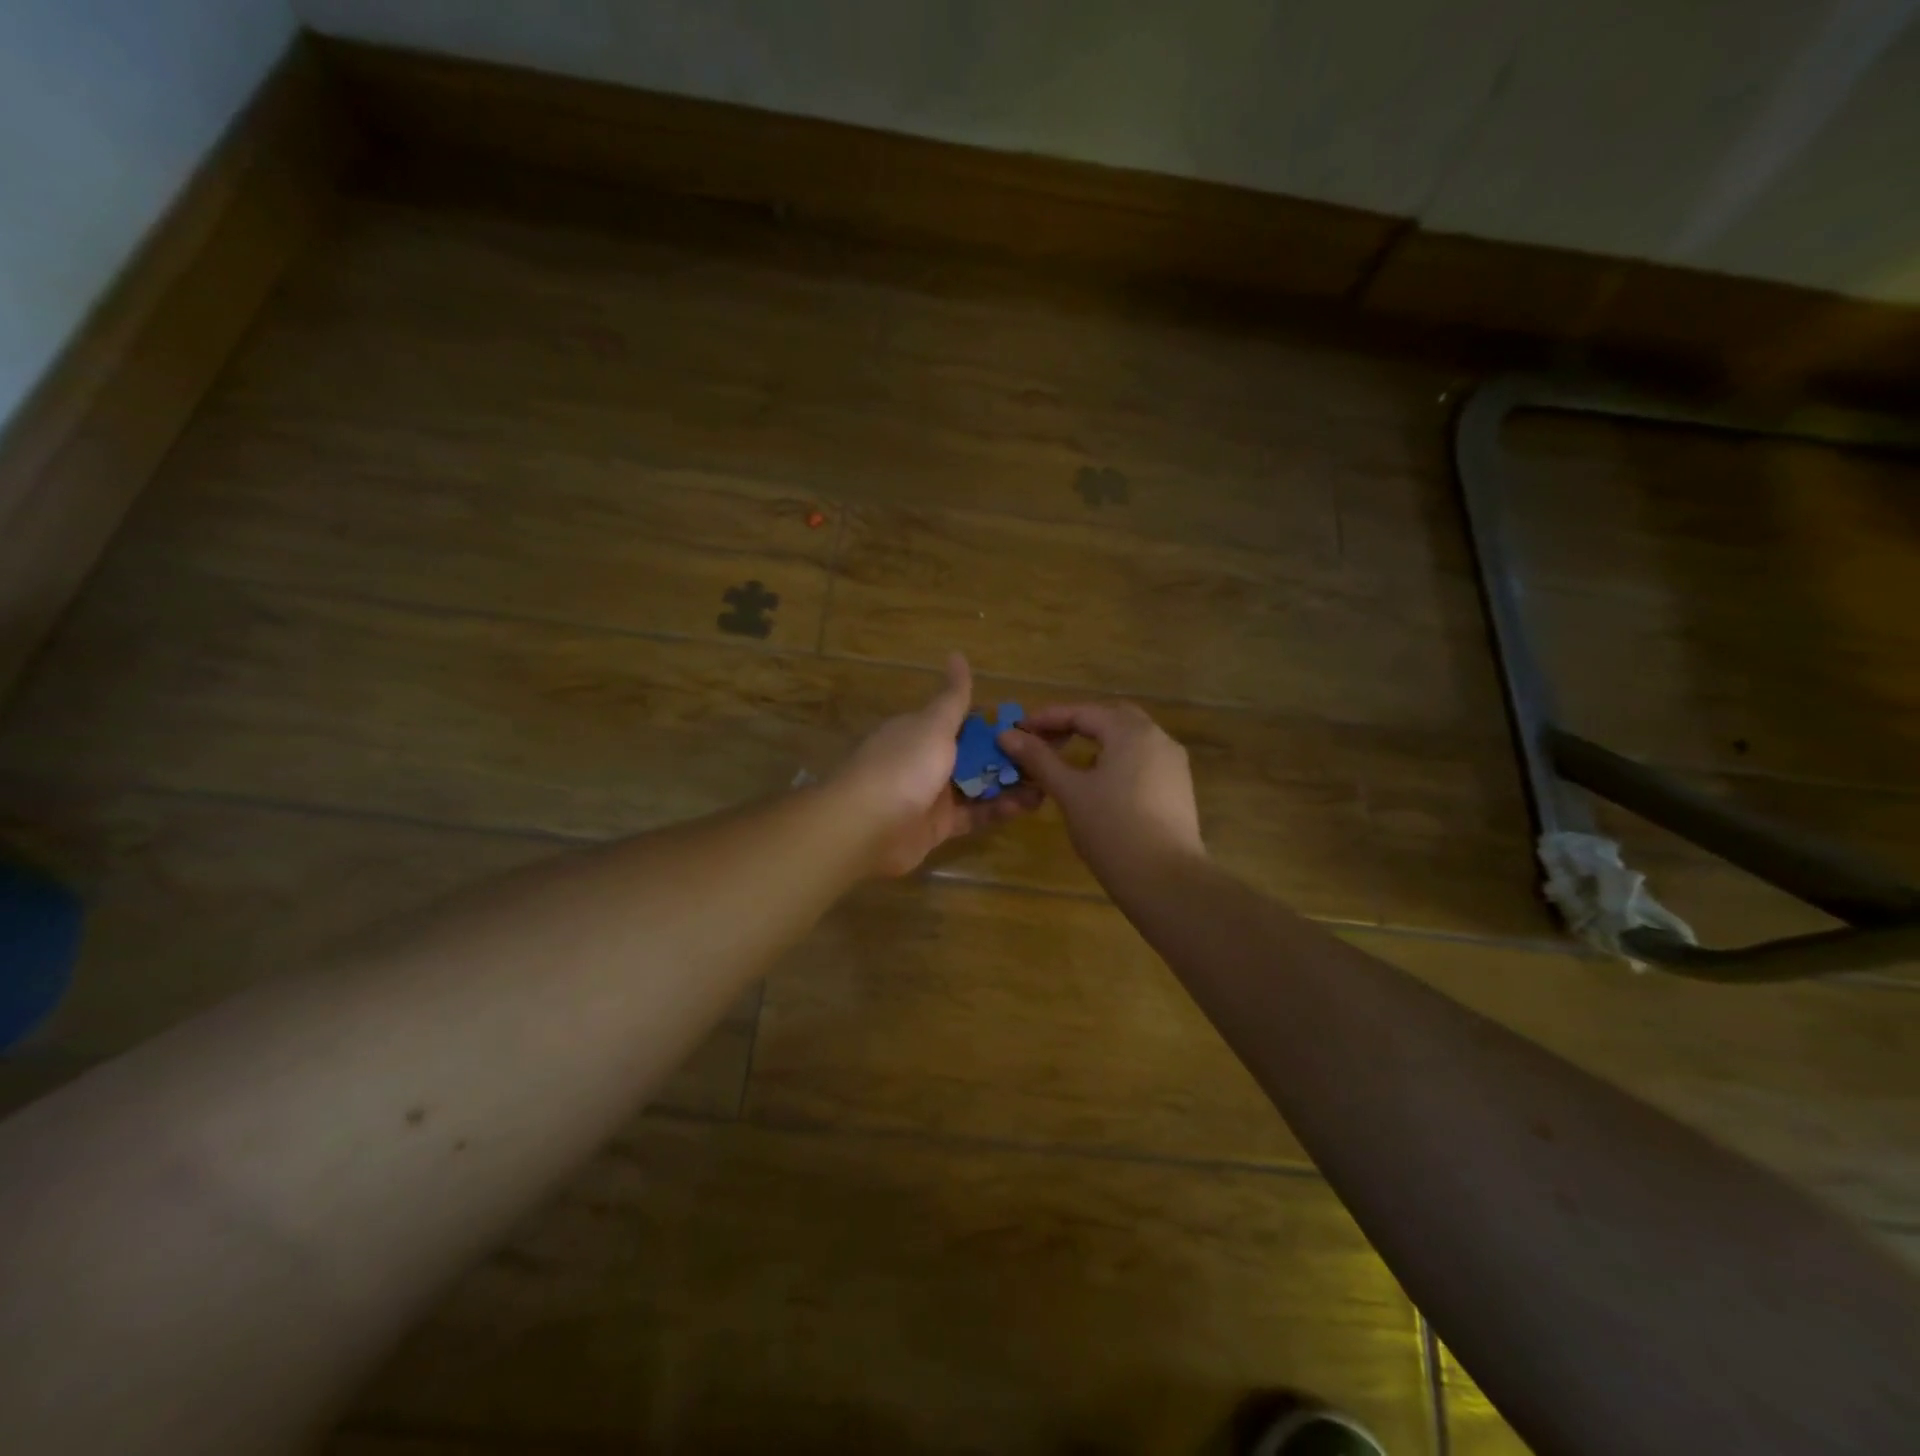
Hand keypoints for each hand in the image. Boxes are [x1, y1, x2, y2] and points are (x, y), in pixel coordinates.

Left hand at [833, 653, 1044, 876]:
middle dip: (1007, 756)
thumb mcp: (933, 725)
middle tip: (1048, 757)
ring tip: (1047, 782)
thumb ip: (953, 697)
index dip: (995, 724)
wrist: (867, 826)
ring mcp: (932, 795)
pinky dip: (998, 810)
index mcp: (921, 730)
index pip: (963, 721)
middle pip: (973, 755)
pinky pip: (974, 815)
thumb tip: (957, 654)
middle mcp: (926, 760)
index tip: (1031, 726)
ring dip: (1008, 783)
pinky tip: (1028, 805)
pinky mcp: (938, 827)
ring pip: (976, 786)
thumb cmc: (904, 766)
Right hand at [996, 701, 1204, 883]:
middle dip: (1076, 724)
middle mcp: (1158, 738)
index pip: (1083, 712)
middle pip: (1111, 718)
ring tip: (1066, 761)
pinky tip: (1097, 783)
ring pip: (1129, 740)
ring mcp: (1173, 764)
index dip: (1048, 718)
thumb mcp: (1069, 791)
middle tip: (1045, 740)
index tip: (1019, 730)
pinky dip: (1116, 760)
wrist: (1165, 880)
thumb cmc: (1111, 829)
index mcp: (1131, 732)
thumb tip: (1007, 735)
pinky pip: (1142, 760)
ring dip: (1097, 742)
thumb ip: (1039, 759)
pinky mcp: (1178, 788)